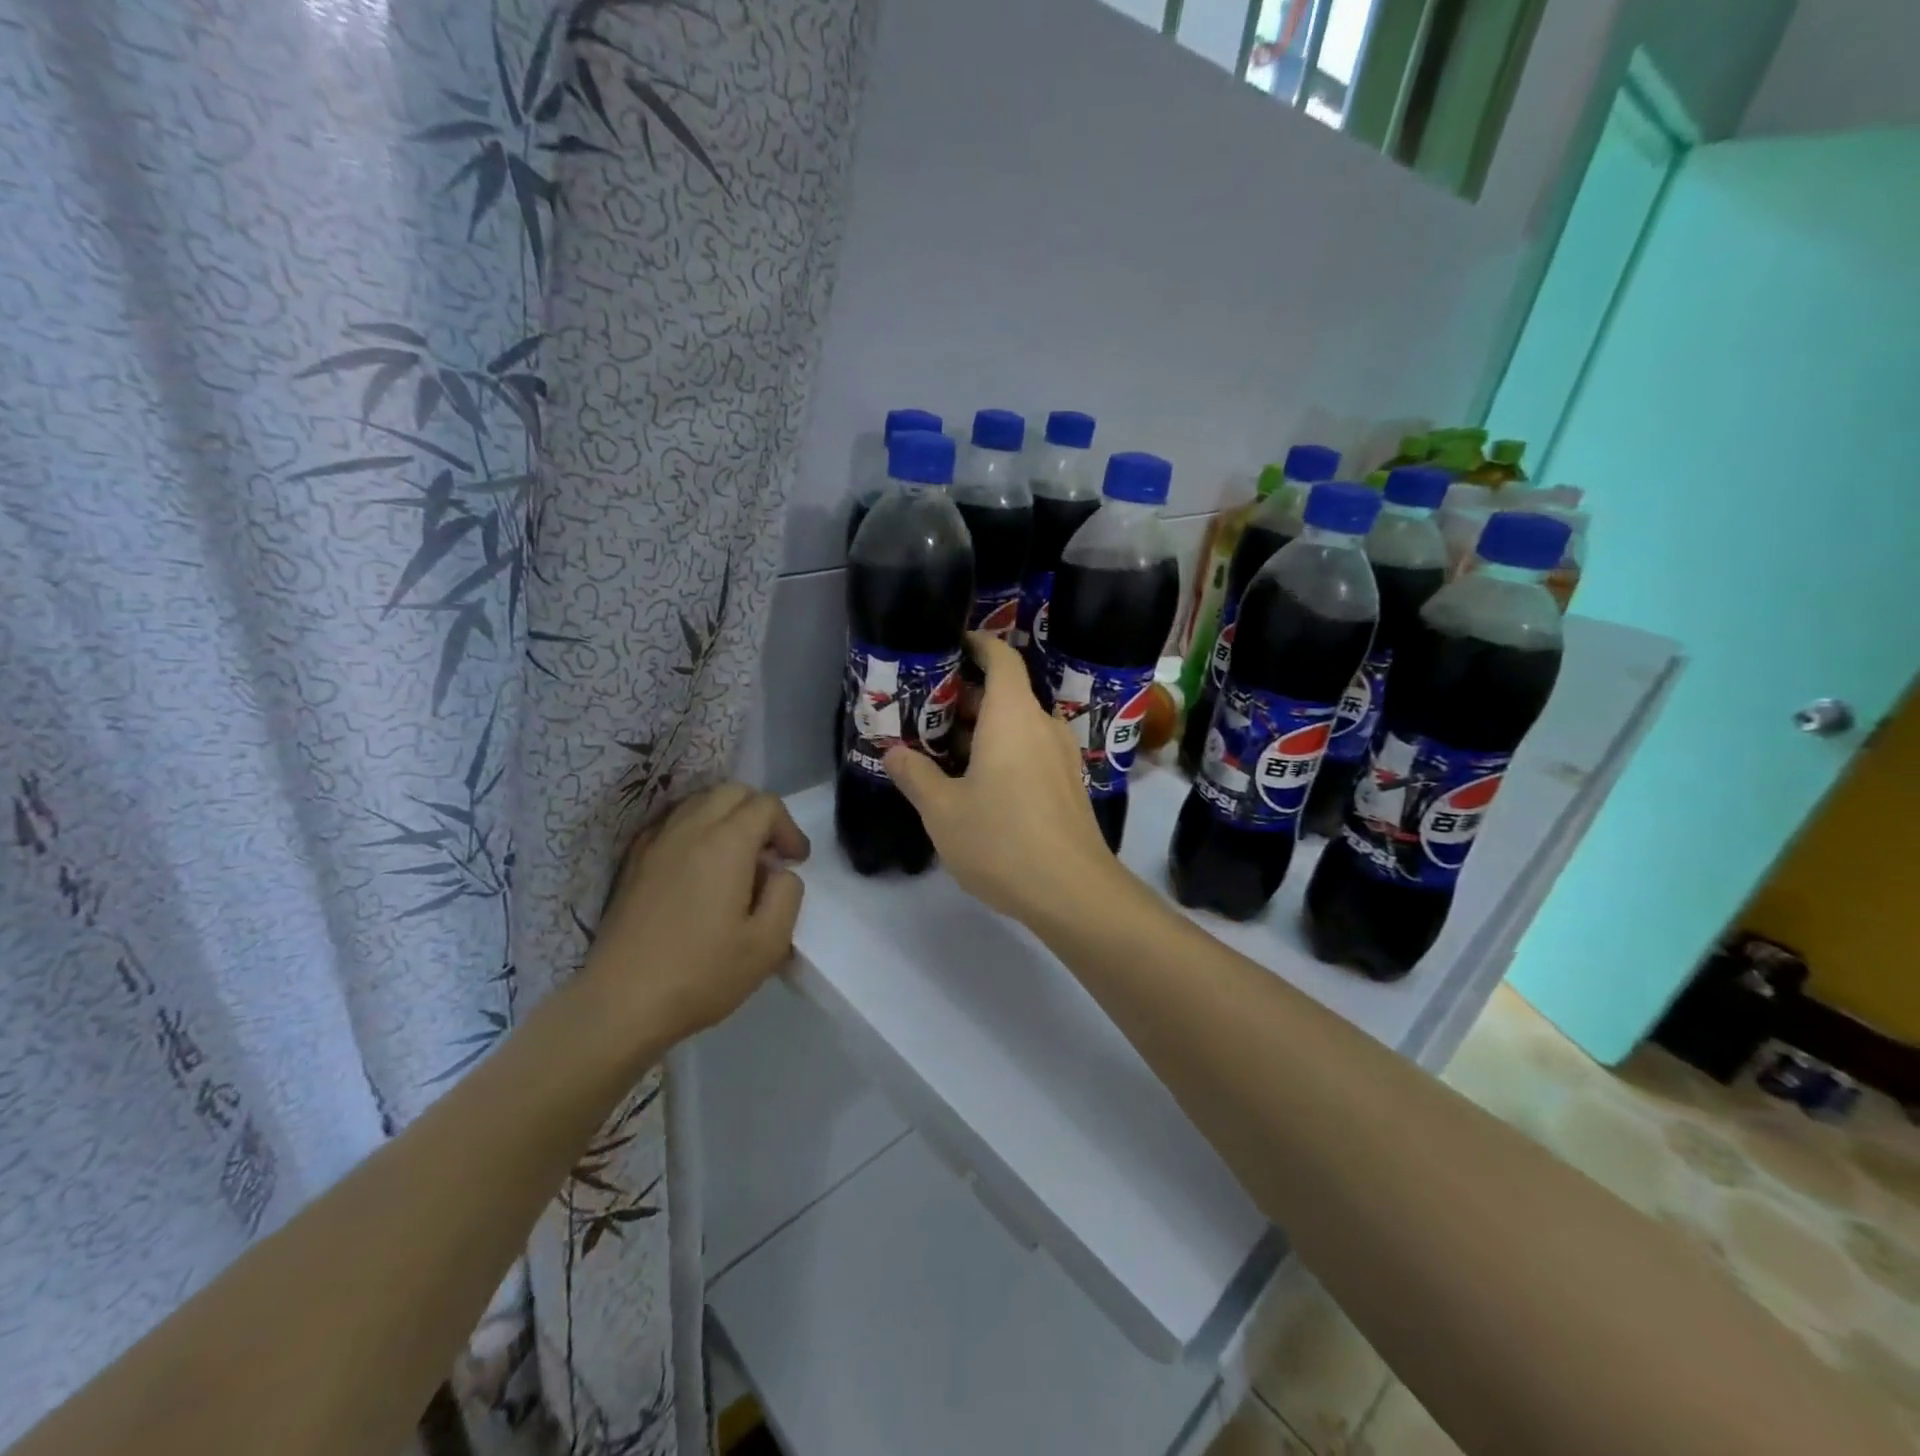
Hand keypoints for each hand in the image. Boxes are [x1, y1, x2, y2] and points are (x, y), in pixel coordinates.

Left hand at [585, 783, 809, 1040]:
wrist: (621, 1003)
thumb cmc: (702, 974)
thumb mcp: (769, 943)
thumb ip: (787, 894)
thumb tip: (778, 872)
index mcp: (726, 844)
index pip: (766, 805)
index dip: (789, 828)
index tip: (795, 862)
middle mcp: (689, 829)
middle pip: (732, 792)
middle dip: (759, 814)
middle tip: (768, 855)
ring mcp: (655, 842)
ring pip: (699, 802)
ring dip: (726, 818)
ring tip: (734, 859)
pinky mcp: (633, 862)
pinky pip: (671, 823)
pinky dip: (694, 830)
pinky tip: (697, 868)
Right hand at [884, 633, 1124, 921]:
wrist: (1073, 892)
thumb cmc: (1002, 840)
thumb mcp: (943, 810)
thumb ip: (916, 775)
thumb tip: (893, 753)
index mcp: (1013, 715)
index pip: (1001, 658)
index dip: (977, 644)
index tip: (951, 644)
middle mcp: (1042, 725)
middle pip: (1006, 693)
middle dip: (967, 696)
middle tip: (926, 710)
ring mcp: (1061, 756)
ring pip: (1018, 726)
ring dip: (984, 730)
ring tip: (944, 749)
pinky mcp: (1068, 784)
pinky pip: (1031, 751)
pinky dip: (1004, 752)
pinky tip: (978, 782)